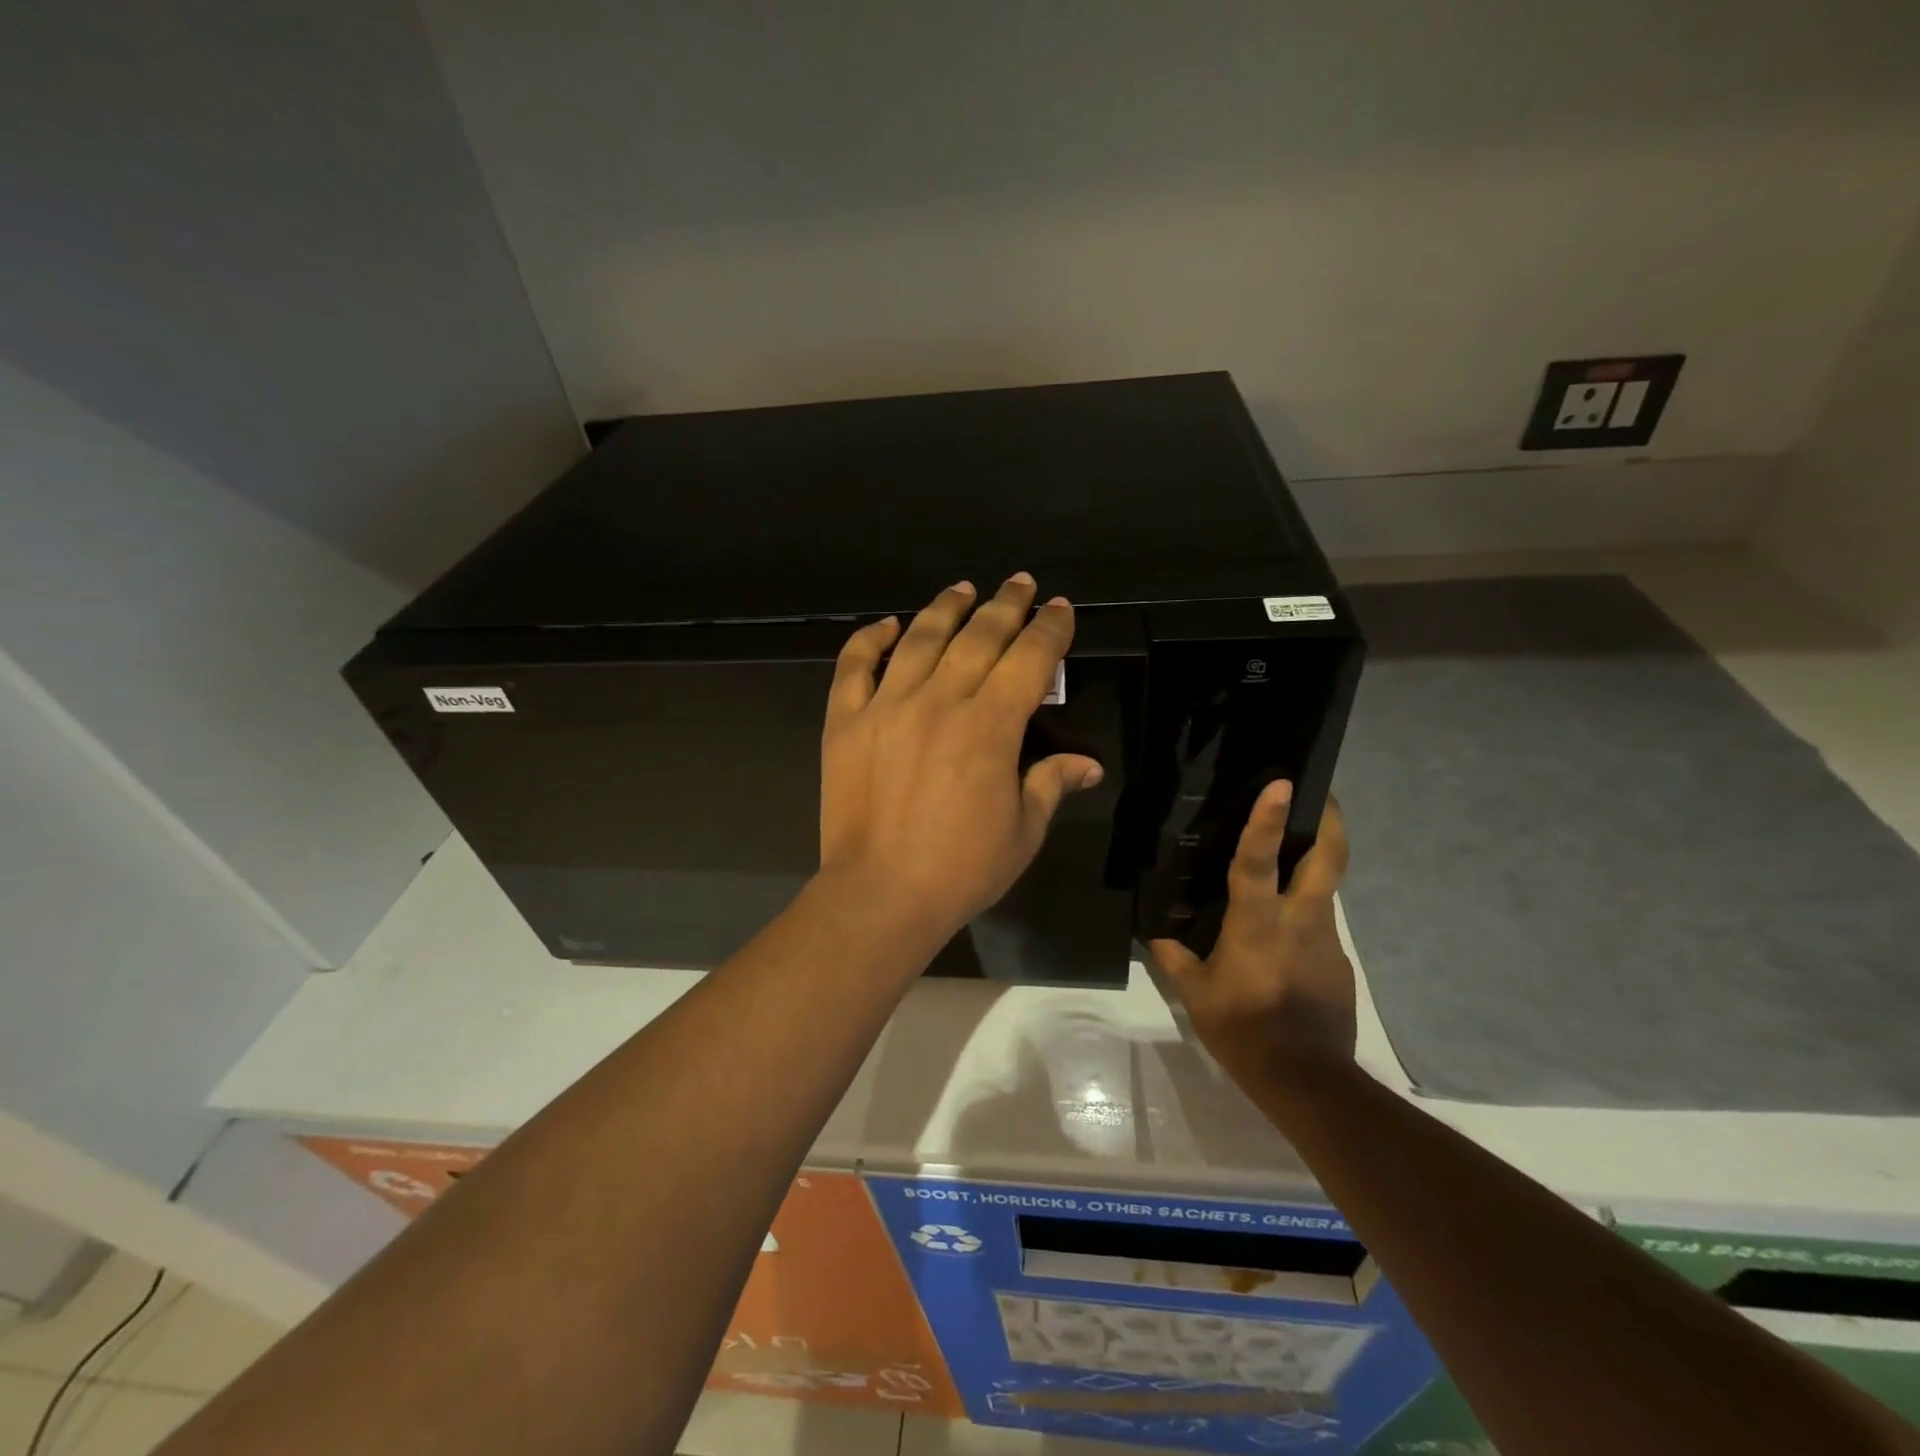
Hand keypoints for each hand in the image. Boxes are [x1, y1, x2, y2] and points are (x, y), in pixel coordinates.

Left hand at [819, 574, 1104, 945]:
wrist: (880, 894)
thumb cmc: (960, 869)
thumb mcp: (1023, 831)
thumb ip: (1052, 783)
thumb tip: (1090, 764)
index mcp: (992, 726)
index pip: (1030, 658)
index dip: (1050, 629)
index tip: (1060, 609)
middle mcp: (941, 701)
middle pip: (979, 636)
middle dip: (1006, 604)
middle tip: (1020, 583)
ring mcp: (887, 706)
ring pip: (920, 638)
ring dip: (946, 608)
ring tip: (963, 589)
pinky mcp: (846, 721)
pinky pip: (854, 666)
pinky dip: (870, 639)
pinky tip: (887, 625)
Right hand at [1149, 782, 1355, 1080]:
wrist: (1307, 1080)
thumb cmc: (1243, 1029)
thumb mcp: (1196, 994)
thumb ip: (1174, 957)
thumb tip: (1154, 935)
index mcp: (1258, 922)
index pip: (1261, 860)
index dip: (1268, 819)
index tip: (1281, 783)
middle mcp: (1300, 920)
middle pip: (1329, 858)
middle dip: (1330, 822)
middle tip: (1321, 796)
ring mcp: (1326, 940)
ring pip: (1326, 889)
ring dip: (1315, 867)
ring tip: (1290, 863)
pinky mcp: (1340, 963)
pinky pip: (1321, 926)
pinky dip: (1306, 916)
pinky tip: (1285, 938)